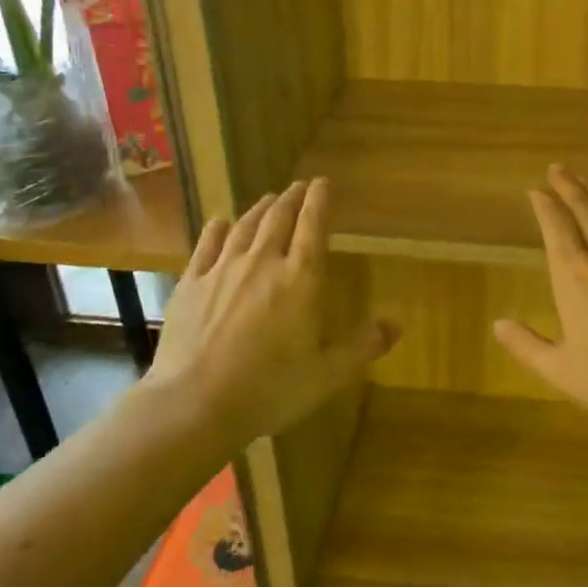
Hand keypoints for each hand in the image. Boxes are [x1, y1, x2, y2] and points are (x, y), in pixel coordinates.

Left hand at [149, 178, 397, 440]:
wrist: (195, 404)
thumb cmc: (271, 389)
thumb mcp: (328, 374)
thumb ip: (363, 347)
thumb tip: (396, 326)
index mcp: (301, 279)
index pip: (313, 226)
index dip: (320, 200)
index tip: (324, 182)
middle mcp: (262, 262)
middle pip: (278, 218)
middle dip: (291, 198)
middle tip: (299, 187)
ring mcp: (222, 270)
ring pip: (244, 226)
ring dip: (260, 209)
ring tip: (269, 200)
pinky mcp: (191, 284)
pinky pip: (206, 245)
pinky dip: (217, 228)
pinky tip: (220, 221)